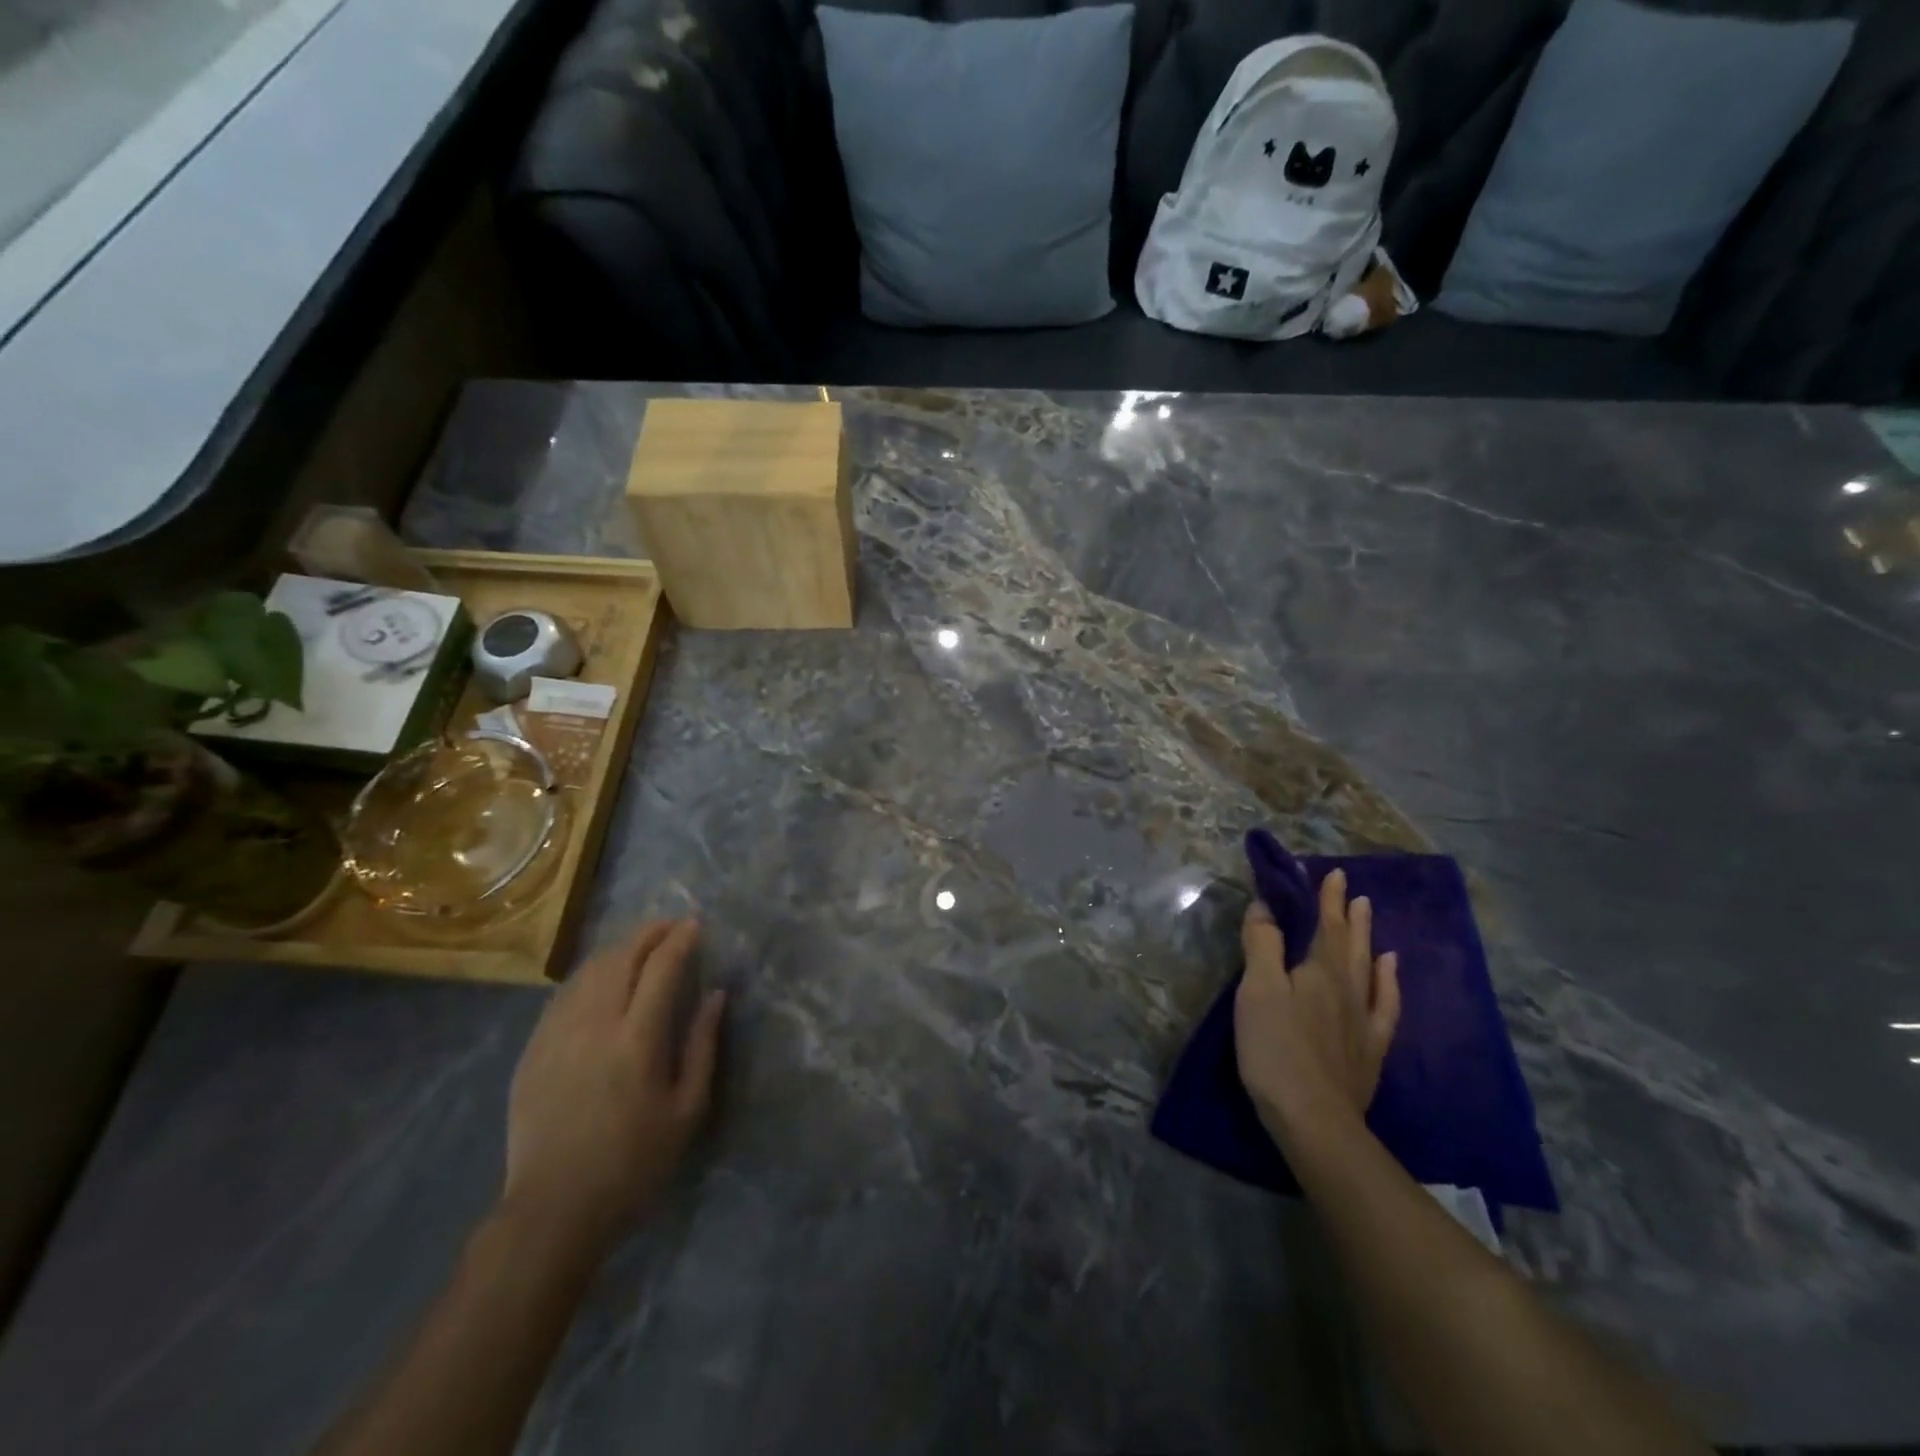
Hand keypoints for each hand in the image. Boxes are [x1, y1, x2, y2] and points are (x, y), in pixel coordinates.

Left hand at [503, 920, 725, 1247]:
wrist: (553, 1209)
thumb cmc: (633, 1163)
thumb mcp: (687, 1110)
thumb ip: (703, 1046)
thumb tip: (716, 995)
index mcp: (637, 1040)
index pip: (661, 968)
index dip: (680, 939)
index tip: (695, 924)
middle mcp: (594, 1025)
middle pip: (621, 958)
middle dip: (648, 933)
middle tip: (669, 926)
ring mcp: (556, 1035)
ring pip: (588, 971)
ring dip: (618, 949)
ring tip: (639, 946)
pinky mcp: (532, 1050)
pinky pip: (563, 995)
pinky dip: (588, 975)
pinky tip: (599, 979)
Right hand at [1234, 869, 1399, 1146]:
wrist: (1314, 1119)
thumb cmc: (1276, 1048)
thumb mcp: (1258, 989)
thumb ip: (1262, 944)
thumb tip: (1266, 905)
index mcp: (1320, 970)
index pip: (1327, 925)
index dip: (1327, 898)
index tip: (1332, 873)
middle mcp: (1349, 989)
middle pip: (1352, 944)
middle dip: (1350, 915)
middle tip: (1355, 891)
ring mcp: (1364, 1021)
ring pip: (1370, 971)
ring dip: (1369, 942)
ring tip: (1373, 922)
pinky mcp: (1369, 1051)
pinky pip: (1385, 1007)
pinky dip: (1389, 985)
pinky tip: (1389, 976)